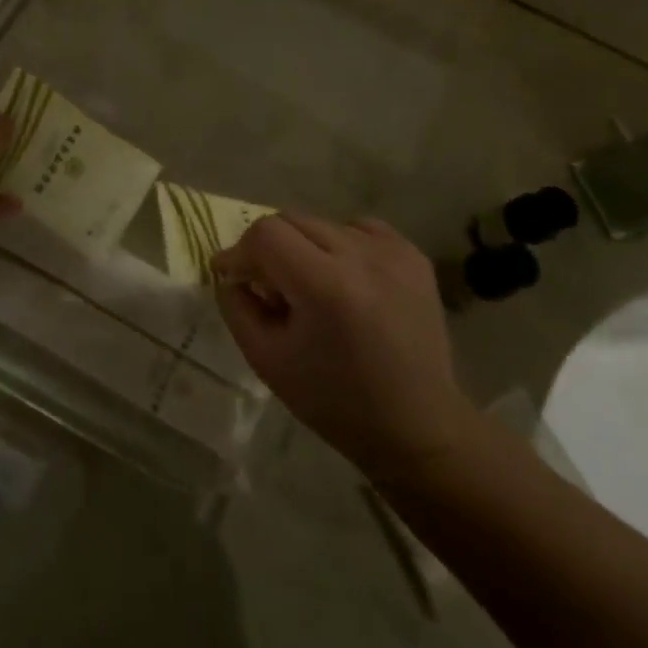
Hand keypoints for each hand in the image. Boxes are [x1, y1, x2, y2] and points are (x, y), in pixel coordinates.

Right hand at [214, 214, 476, 483]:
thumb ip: (237, 307)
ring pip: (322, 224)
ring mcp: (393, 252)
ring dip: (304, 247)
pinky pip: (358, 229)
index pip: (266, 233)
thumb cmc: (335, 401)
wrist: (418, 427)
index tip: (233, 277)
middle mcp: (362, 257)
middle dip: (268, 248)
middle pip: (292, 220)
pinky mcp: (412, 255)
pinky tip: (345, 280)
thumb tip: (229, 274)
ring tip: (311, 287)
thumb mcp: (267, 360)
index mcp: (325, 286)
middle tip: (269, 287)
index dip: (241, 251)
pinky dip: (340, 245)